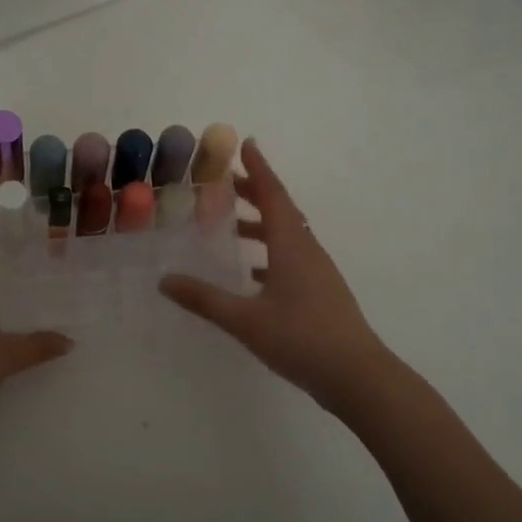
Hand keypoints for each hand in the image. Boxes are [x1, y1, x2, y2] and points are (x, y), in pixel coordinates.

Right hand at [160, 139, 391, 408]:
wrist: (358, 377)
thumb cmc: (302, 339)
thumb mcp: (246, 320)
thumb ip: (204, 299)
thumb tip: (164, 280)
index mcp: (292, 246)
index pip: (273, 195)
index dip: (258, 169)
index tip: (246, 144)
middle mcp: (307, 251)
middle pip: (281, 210)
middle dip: (255, 192)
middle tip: (226, 182)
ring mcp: (318, 273)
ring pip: (287, 236)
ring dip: (262, 224)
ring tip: (232, 226)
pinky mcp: (321, 294)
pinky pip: (292, 259)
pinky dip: (270, 254)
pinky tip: (252, 274)